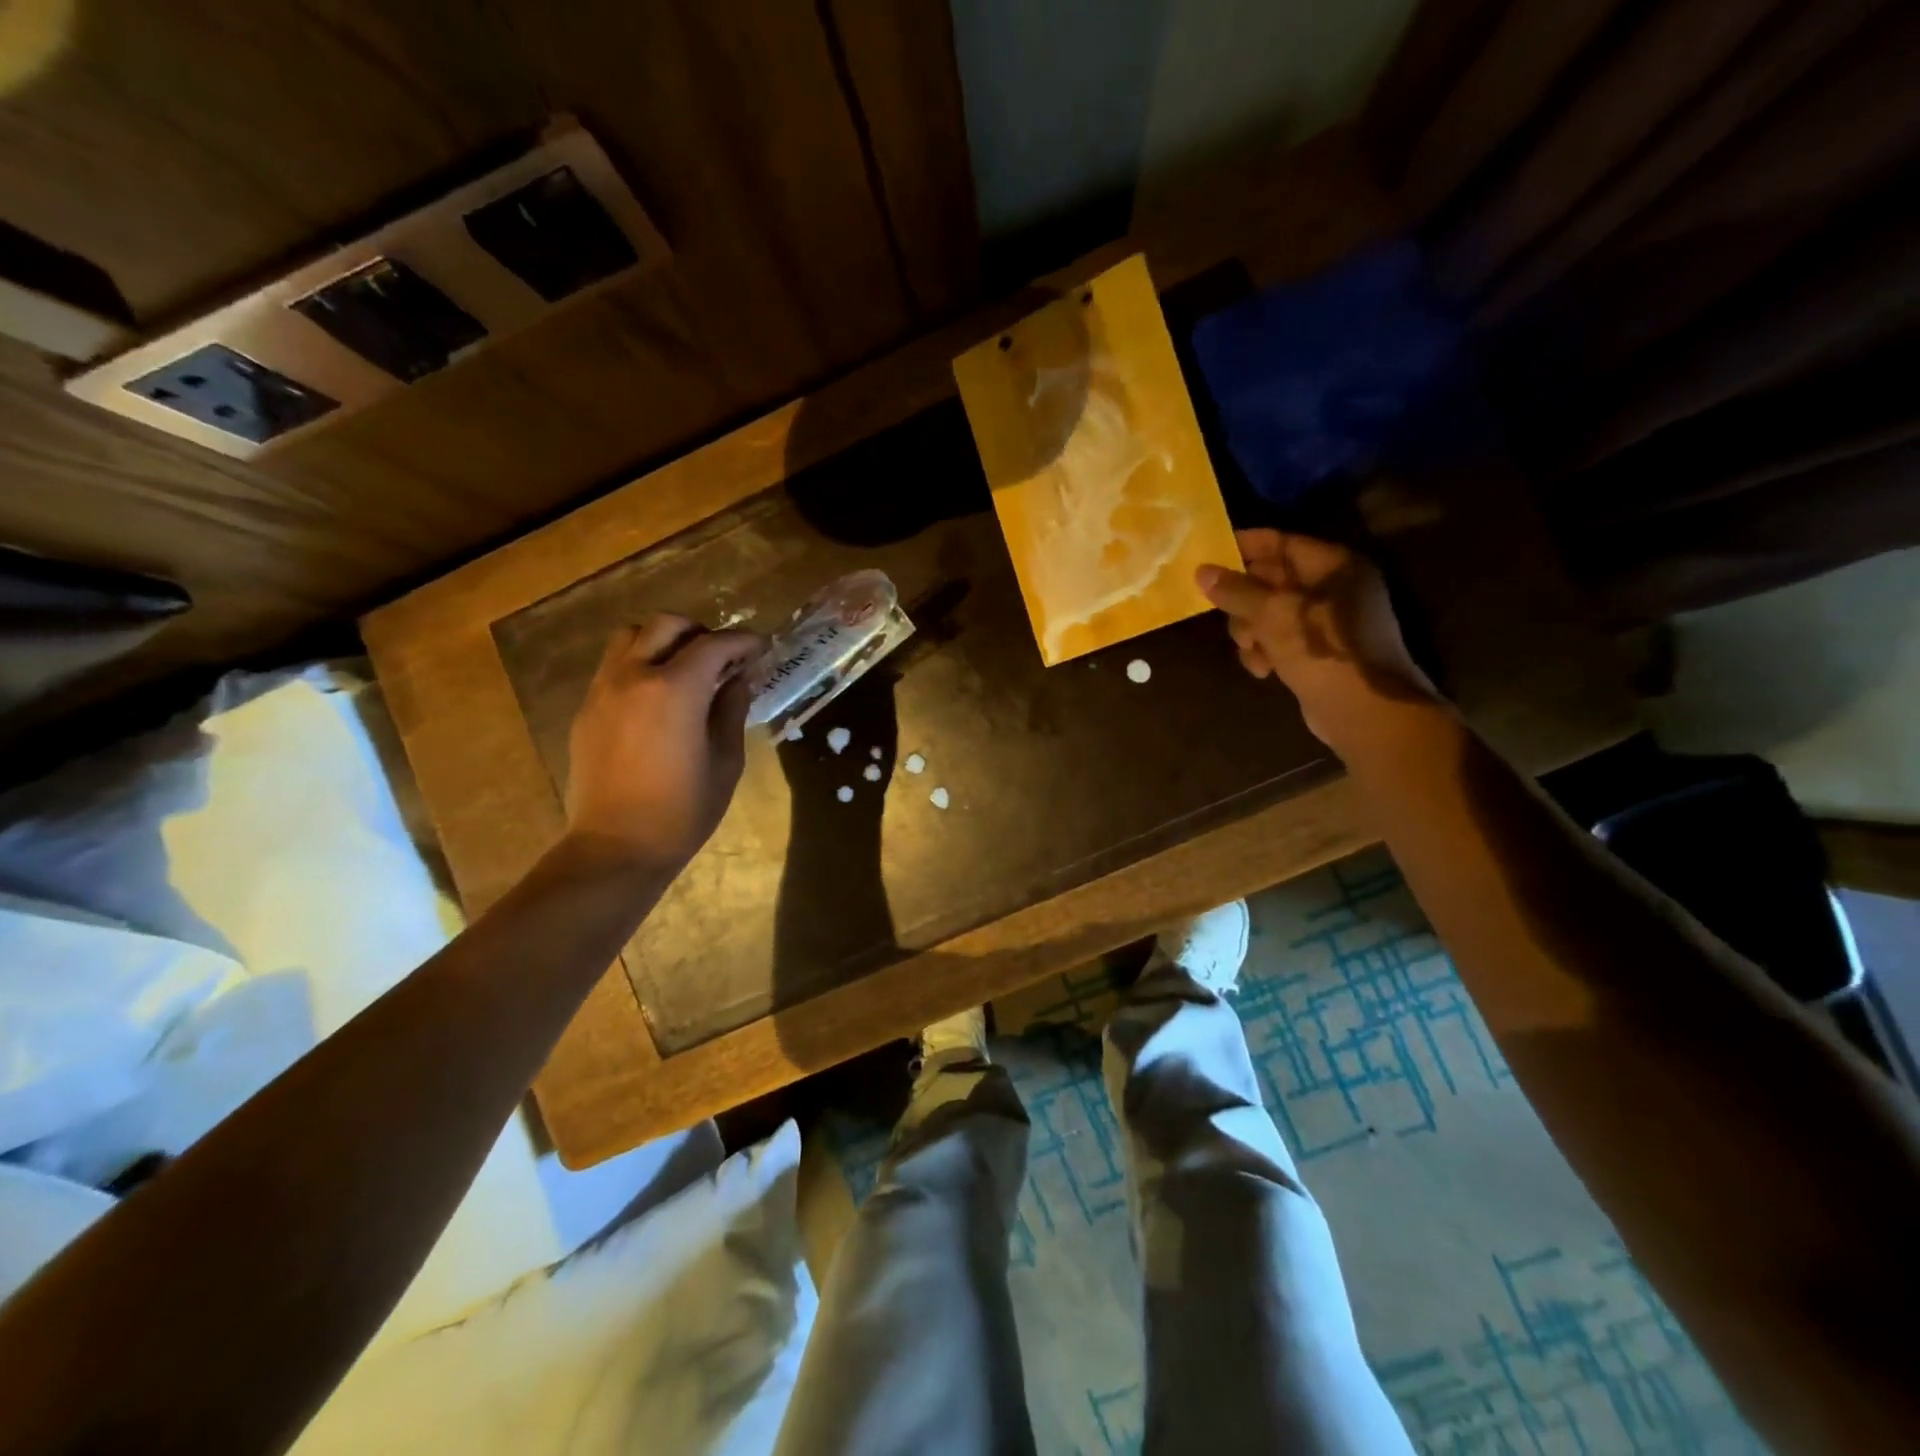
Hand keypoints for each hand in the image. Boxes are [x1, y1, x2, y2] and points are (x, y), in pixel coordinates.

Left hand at [563, 615, 765, 876]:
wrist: (616, 846)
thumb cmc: (683, 810)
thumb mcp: (726, 761)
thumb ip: (732, 710)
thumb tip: (738, 679)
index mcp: (675, 689)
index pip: (714, 644)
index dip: (742, 641)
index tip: (760, 647)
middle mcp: (634, 676)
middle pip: (666, 625)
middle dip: (699, 631)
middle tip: (721, 656)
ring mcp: (603, 690)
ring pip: (630, 636)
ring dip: (662, 640)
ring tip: (684, 668)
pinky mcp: (586, 709)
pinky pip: (613, 666)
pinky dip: (639, 664)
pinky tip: (656, 697)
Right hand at [1197, 529, 1438, 750]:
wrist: (1366, 712)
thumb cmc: (1324, 653)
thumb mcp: (1274, 616)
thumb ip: (1236, 591)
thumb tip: (1202, 571)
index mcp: (1332, 566)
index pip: (1280, 542)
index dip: (1243, 546)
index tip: (1206, 555)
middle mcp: (1332, 587)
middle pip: (1269, 580)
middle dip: (1243, 602)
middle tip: (1225, 616)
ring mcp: (1326, 621)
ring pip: (1268, 614)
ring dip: (1251, 632)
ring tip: (1253, 651)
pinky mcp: (1317, 650)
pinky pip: (1280, 639)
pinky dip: (1266, 651)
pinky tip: (1264, 669)